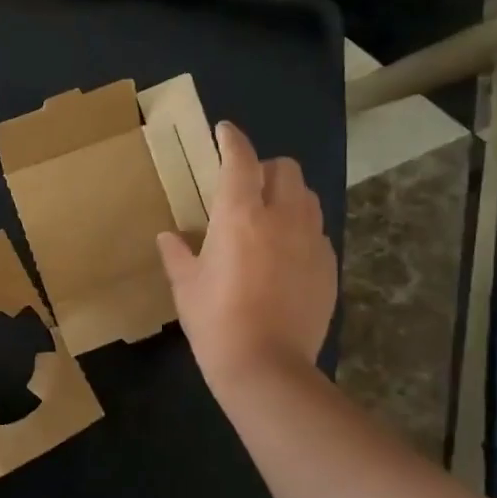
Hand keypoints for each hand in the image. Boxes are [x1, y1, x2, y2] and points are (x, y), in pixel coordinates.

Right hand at [157, 122, 336, 394]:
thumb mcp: (186, 285)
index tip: (224, 131)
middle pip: (285, 169)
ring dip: (287, 195)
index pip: (240, 160)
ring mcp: (311, 242)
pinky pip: (317, 232)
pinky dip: (301, 230)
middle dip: (265, 168)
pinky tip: (284, 255)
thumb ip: (177, 253)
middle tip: (245, 187)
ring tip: (268, 216)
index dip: (232, 140)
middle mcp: (282, 218)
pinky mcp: (328, 267)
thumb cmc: (215, 321)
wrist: (266, 366)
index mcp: (240, 216)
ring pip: (307, 197)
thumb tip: (168, 236)